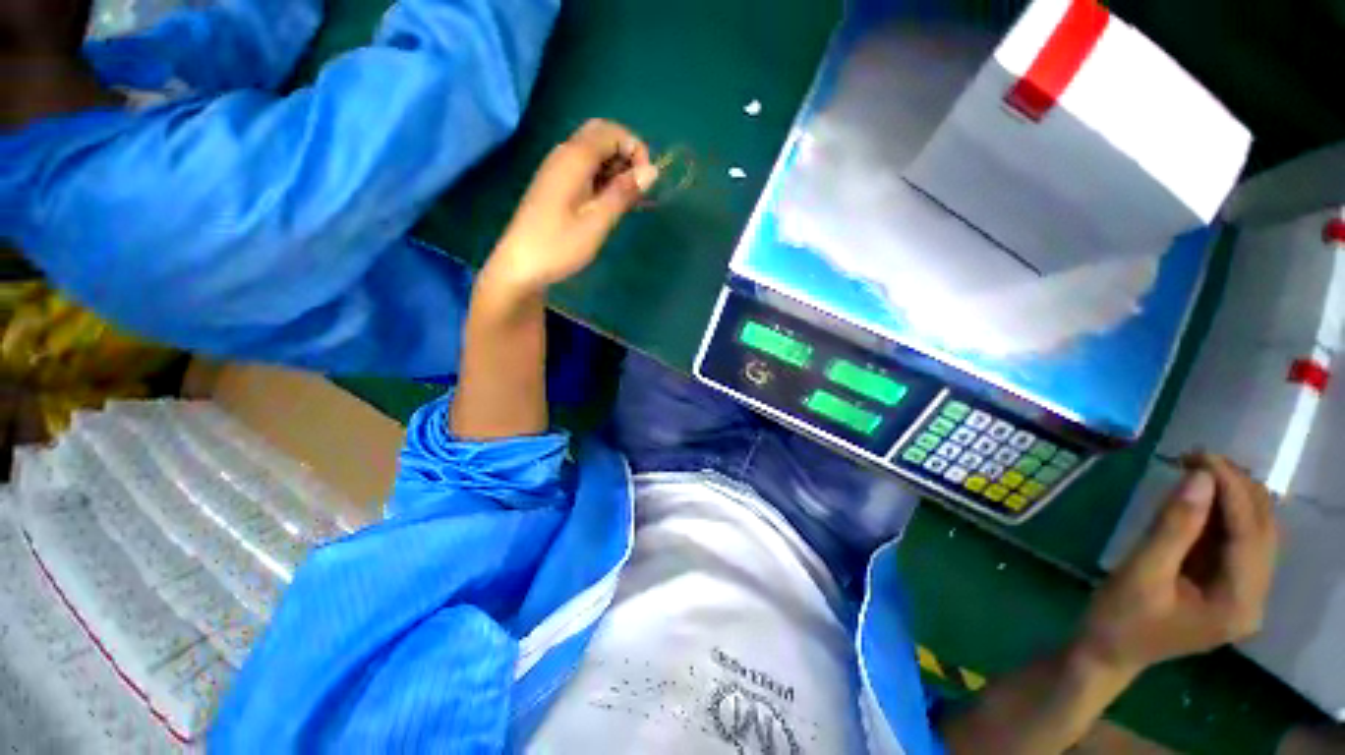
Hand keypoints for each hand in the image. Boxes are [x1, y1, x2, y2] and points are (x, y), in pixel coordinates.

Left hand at [482, 119, 658, 297]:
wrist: (520, 267)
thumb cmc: (559, 245)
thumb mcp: (597, 221)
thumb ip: (624, 193)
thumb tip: (652, 170)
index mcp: (573, 158)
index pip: (611, 131)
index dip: (635, 148)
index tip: (645, 181)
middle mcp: (564, 155)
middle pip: (601, 136)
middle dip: (626, 155)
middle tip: (637, 188)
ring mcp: (557, 170)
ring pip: (593, 153)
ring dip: (615, 169)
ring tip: (628, 201)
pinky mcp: (555, 186)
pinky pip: (584, 170)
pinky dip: (603, 179)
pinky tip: (610, 204)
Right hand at [1079, 454, 1278, 677]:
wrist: (1110, 650)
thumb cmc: (1121, 617)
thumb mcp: (1142, 572)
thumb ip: (1174, 526)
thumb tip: (1199, 477)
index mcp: (1239, 602)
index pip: (1250, 533)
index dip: (1231, 489)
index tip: (1200, 455)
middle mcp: (1254, 598)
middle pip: (1262, 530)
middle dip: (1236, 488)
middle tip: (1196, 458)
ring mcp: (1244, 593)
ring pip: (1255, 532)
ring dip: (1232, 496)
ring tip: (1198, 469)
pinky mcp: (1229, 586)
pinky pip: (1237, 540)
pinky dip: (1223, 512)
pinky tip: (1200, 497)